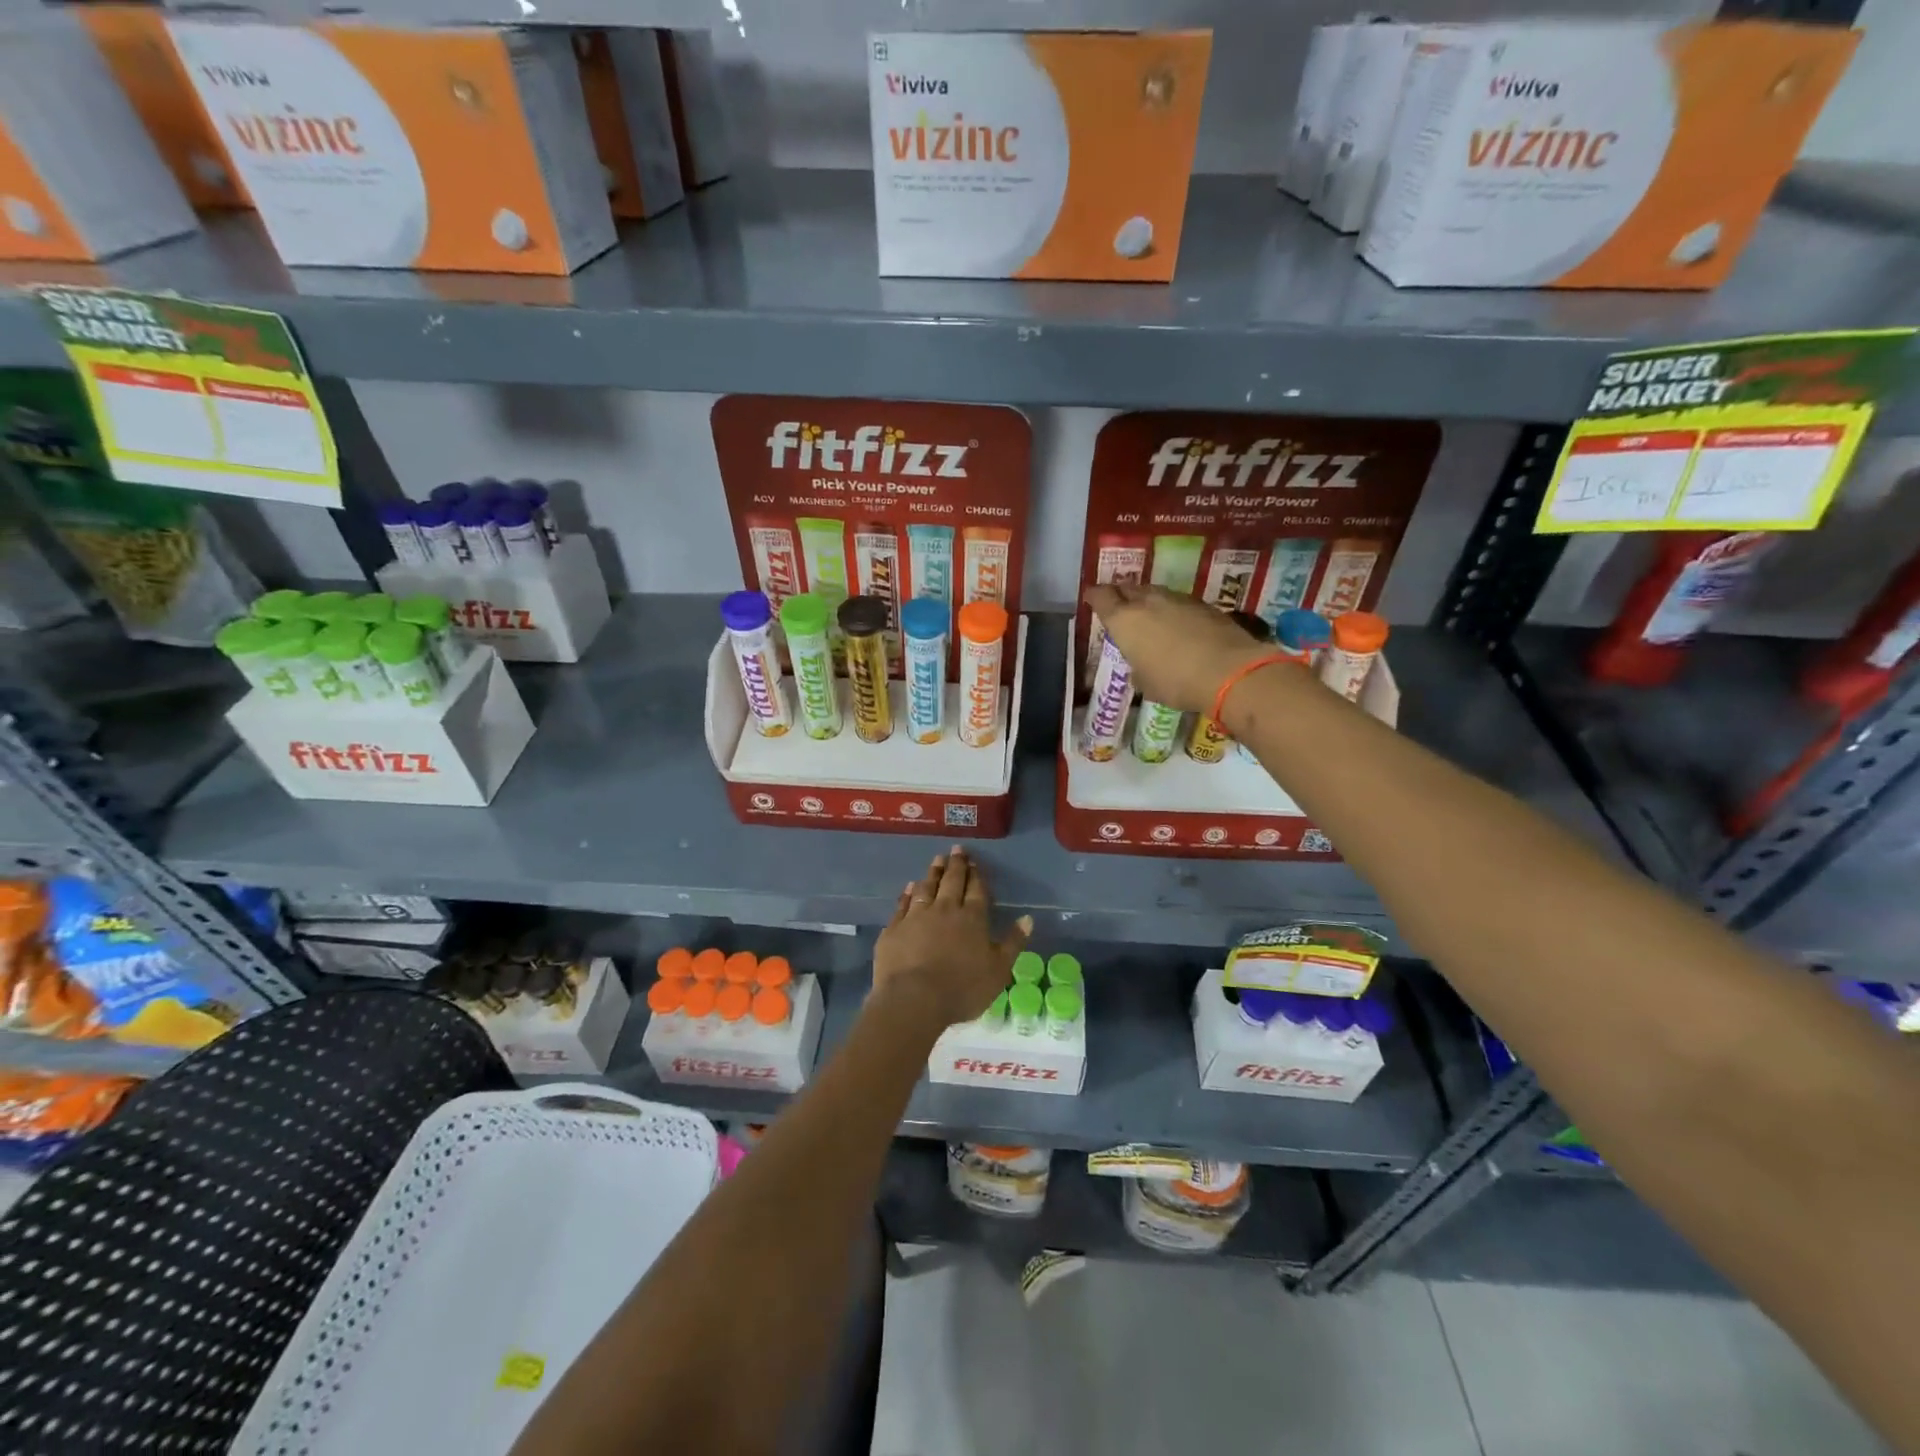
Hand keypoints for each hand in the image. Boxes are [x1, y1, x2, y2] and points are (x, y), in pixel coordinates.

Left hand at [872, 847, 1031, 1031]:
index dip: (977, 875)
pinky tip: (910, 886)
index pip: (977, 890)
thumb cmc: (962, 988)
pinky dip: (907, 893)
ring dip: (933, 873)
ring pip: (927, 887)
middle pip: (952, 882)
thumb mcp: (998, 970)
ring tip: (937, 860)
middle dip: (956, 865)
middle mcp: (945, 910)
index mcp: (972, 919)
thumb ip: (1012, 943)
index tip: (975, 861)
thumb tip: (1027, 918)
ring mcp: (917, 916)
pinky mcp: (894, 928)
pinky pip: (903, 904)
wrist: (914, 999)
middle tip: (957, 850)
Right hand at [1085, 583, 1276, 713]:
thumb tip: (1140, 668)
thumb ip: (1137, 669)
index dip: (1095, 596)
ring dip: (1148, 600)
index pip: (1102, 597)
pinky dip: (1172, 609)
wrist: (1229, 671)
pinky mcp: (1204, 605)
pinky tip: (1176, 623)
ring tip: (1148, 613)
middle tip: (1118, 603)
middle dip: (1120, 594)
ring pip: (1155, 592)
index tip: (1091, 597)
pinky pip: (1179, 602)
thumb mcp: (1146, 684)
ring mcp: (1178, 600)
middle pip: (1128, 588)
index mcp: (1124, 620)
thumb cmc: (1175, 682)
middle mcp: (1148, 602)